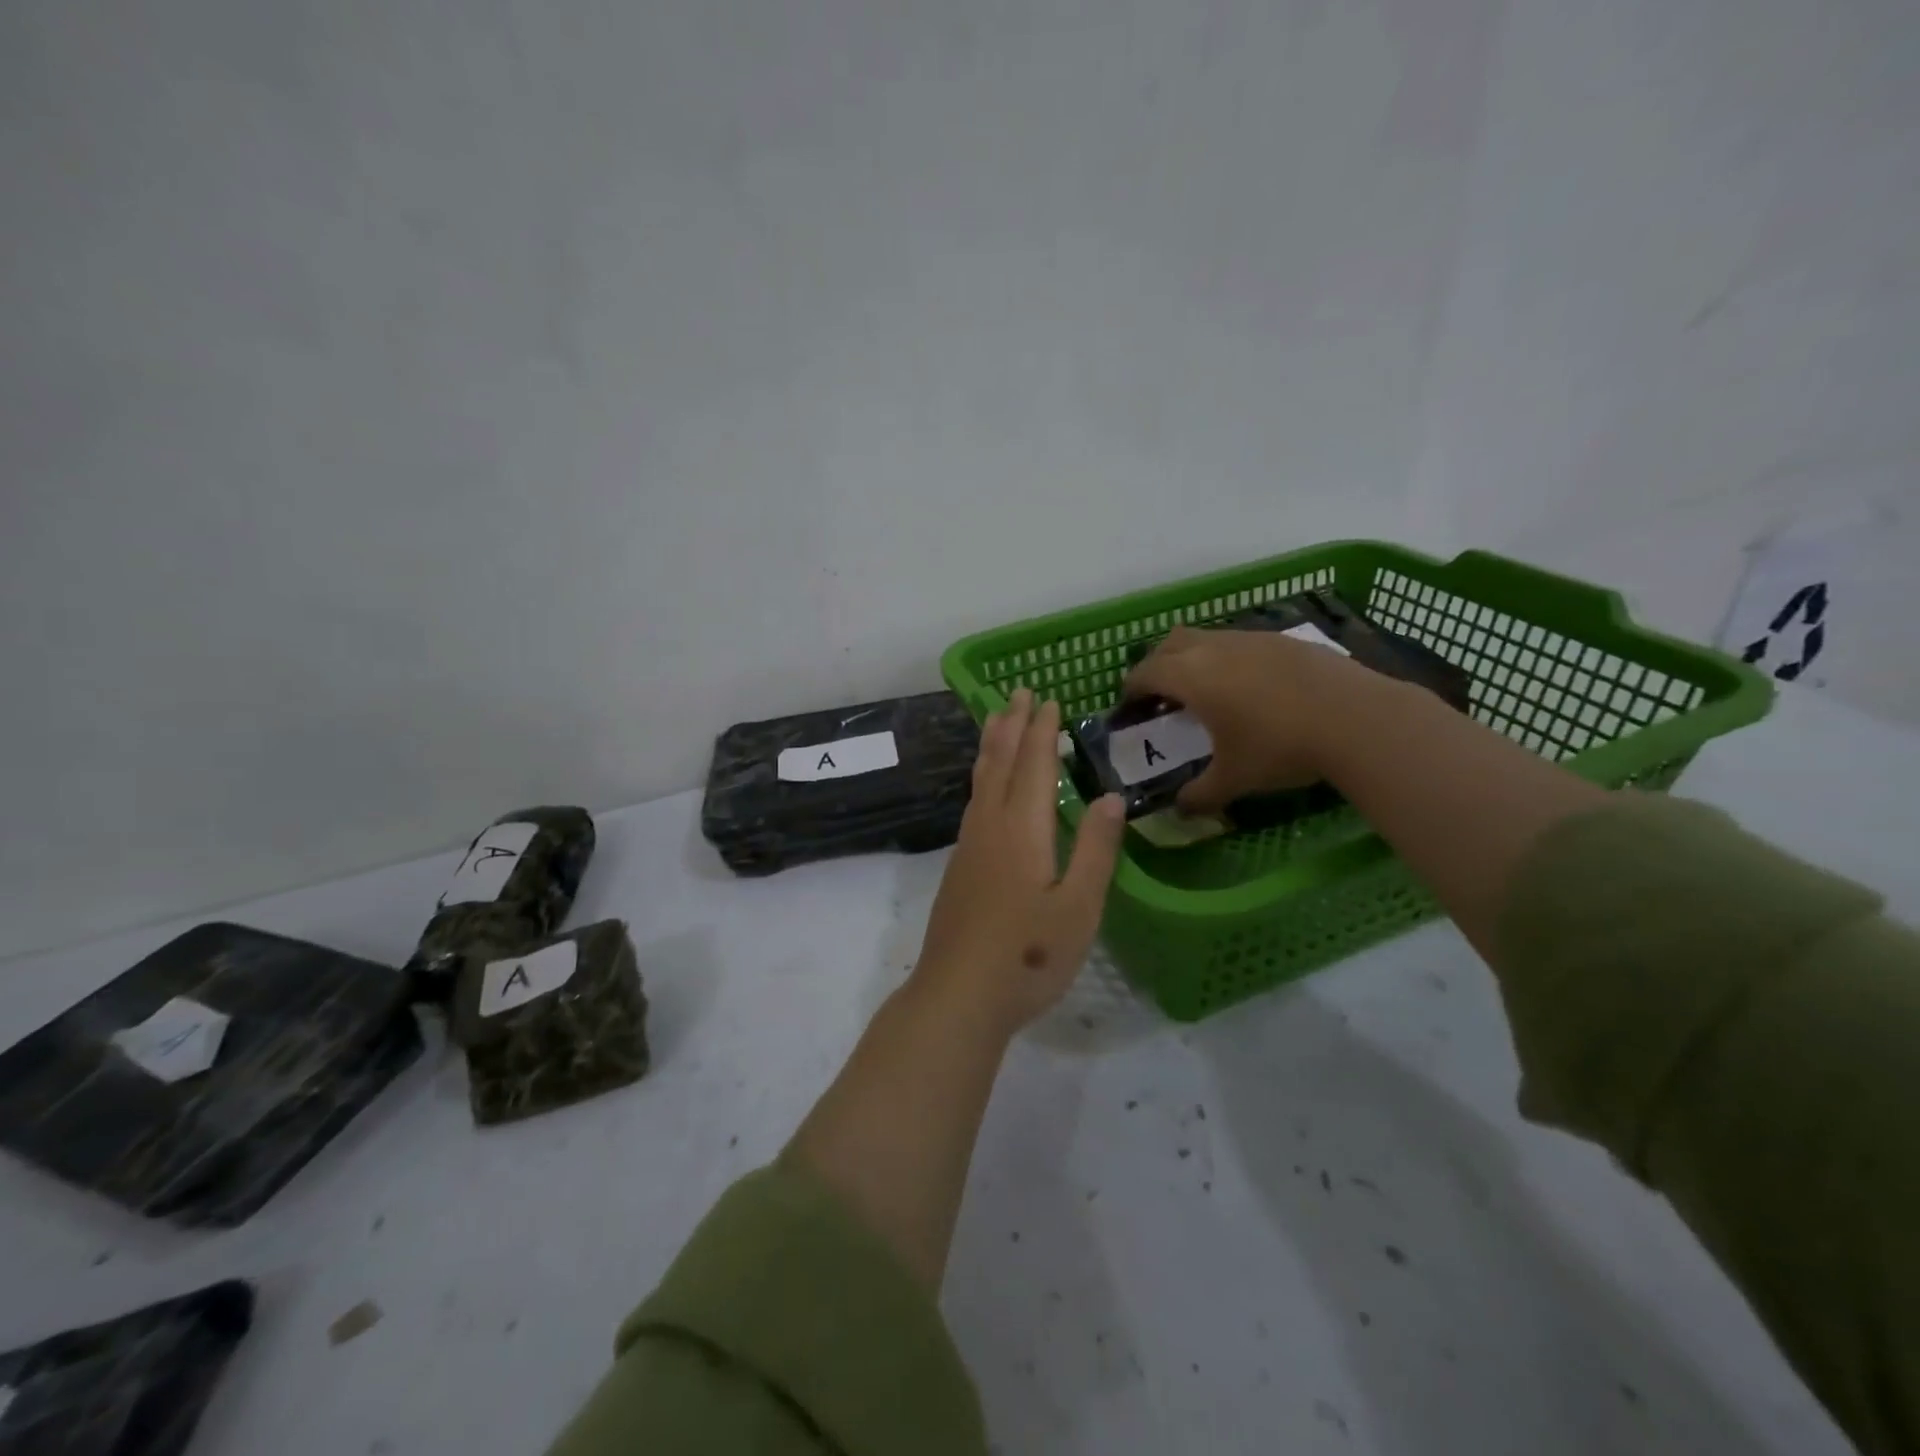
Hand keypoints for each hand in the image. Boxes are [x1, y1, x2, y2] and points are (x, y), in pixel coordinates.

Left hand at [915, 687, 1125, 1033]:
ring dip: (992, 745)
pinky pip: (974, 801)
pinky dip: (983, 776)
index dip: (1042, 731)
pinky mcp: (960, 867)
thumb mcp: (1079, 907)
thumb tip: (1109, 796)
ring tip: (996, 719)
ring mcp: (969, 846)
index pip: (1034, 766)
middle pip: (1001, 763)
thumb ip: (1096, 849)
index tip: (1048, 700)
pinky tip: (985, 786)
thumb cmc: (1029, 955)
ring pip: (981, 781)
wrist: (958, 995)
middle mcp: (991, 827)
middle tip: (1019, 692)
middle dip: (1013, 725)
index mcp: (1023, 830)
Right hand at [1124, 624, 1365, 813]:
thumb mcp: (1234, 779)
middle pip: (1169, 643)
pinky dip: (1230, 660)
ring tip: (1207, 692)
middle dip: (1157, 665)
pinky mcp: (1284, 639)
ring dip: (1195, 659)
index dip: (1131, 690)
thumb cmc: (1280, 747)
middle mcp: (1215, 648)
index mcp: (1191, 676)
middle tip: (1162, 696)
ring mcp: (1252, 638)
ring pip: (1207, 638)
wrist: (1357, 719)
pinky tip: (1251, 688)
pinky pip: (1241, 643)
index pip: (1144, 673)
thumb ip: (1200, 795)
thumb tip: (1181, 810)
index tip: (1129, 708)